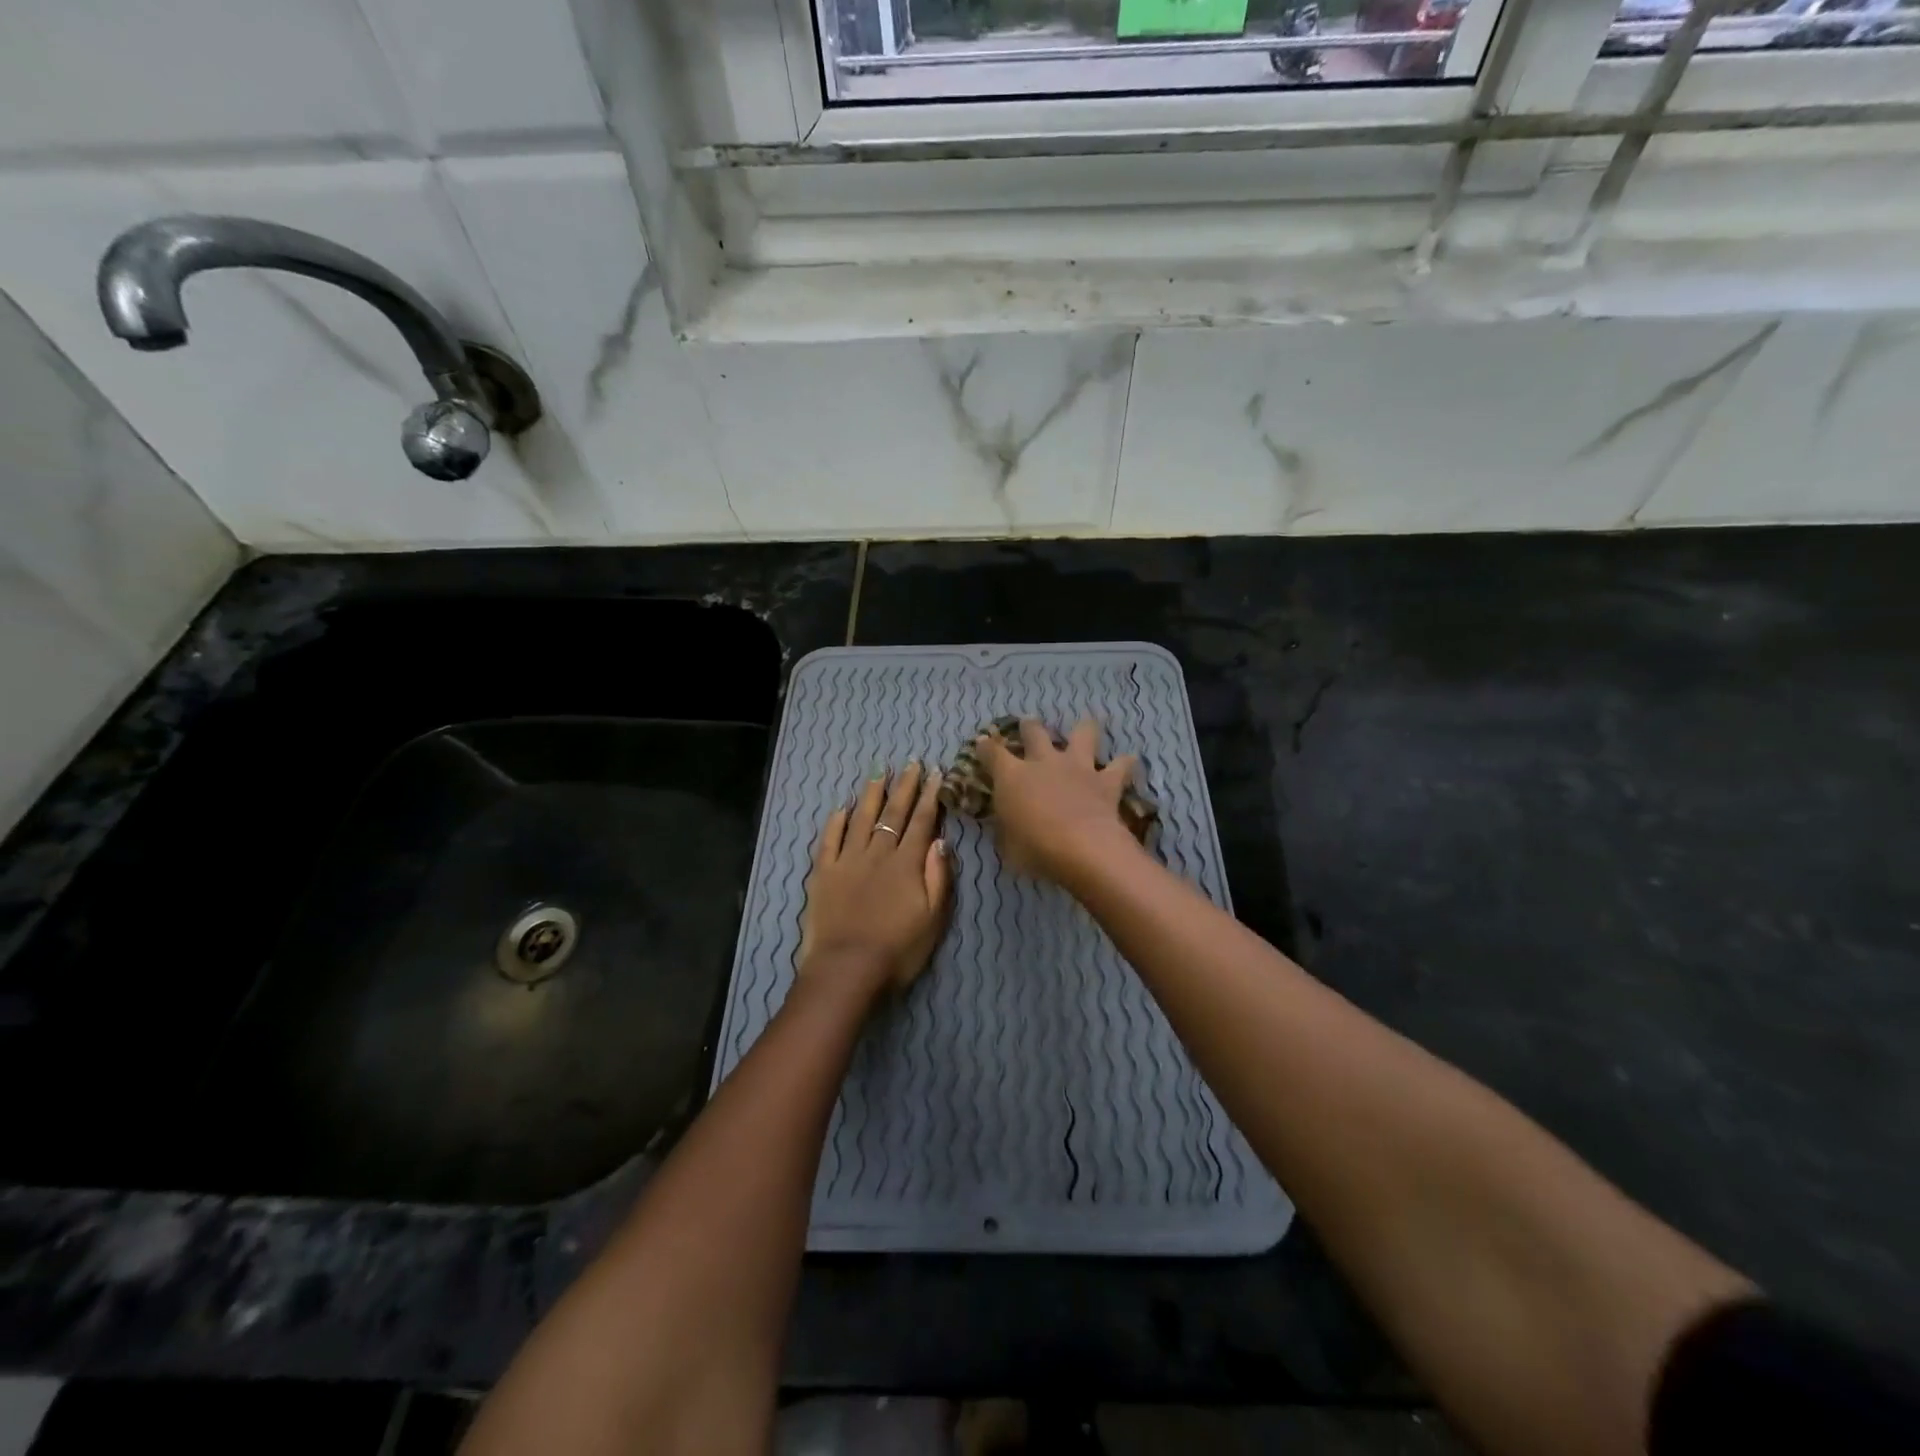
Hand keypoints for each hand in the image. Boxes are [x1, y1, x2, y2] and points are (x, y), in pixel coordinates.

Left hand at [800, 761, 953, 1002]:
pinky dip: (836, 822)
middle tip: (911, 763)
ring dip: (871, 795)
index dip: (929, 796)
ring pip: (861, 819)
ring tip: (879, 773)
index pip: (921, 821)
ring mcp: (847, 860)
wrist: (847, 969)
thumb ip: (938, 876)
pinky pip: (829, 840)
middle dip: (904, 786)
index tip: (935, 773)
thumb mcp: (933, 918)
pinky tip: (842, 808)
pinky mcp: (823, 873)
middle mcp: (877, 853)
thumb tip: (941, 840)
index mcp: (907, 863)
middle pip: (892, 813)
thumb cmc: (898, 949)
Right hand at [978, 719, 1141, 886]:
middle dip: (1029, 727)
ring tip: (1086, 728)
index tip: (982, 744)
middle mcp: (1044, 762)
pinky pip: (1121, 765)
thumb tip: (1006, 824)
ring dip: (1084, 730)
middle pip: (1035, 732)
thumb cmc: (1034, 849)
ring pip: (1083, 733)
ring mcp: (1077, 767)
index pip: (992, 753)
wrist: (1081, 848)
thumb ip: (1006, 828)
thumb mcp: (1007, 845)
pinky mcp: (1106, 780)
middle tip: (1029, 724)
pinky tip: (1129, 761)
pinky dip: (1125, 763)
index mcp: (1012, 776)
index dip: (985, 747)